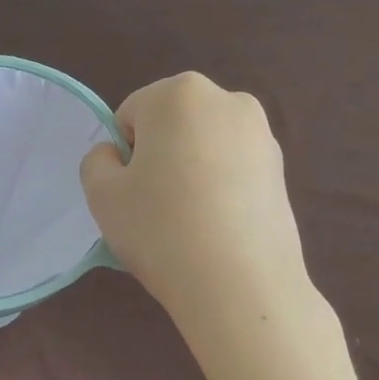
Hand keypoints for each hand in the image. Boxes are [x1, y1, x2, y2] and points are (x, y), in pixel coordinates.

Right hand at [80, 72, 307, 320]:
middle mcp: (227, 100)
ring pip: (203, 147)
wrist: (240, 286)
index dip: (124, 157)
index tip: (132, 194)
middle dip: (159, 157)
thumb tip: (116, 156)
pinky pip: (232, 170)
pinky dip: (220, 189)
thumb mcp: (101, 194)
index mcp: (180, 93)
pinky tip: (217, 228)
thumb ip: (97, 161)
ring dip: (190, 172)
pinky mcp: (282, 170)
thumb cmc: (161, 229)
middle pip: (171, 125)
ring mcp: (262, 134)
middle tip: (156, 208)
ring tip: (189, 222)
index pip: (130, 116)